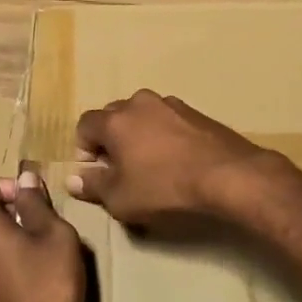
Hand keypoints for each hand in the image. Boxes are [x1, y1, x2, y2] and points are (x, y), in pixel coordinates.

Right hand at [66, 89, 273, 224]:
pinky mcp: (195, 112)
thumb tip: (73, 179)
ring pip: (142, 115)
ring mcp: (170, 104)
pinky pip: (167, 120)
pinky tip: (176, 159)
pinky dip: (164, 135)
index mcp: (115, 120)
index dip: (84, 149)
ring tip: (150, 164)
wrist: (227, 175)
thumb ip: (93, 186)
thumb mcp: (120, 199)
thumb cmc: (165, 188)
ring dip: (139, 135)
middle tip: (121, 169)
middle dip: (111, 139)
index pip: (85, 124)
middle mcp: (139, 103)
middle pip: (113, 116)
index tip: (96, 171)